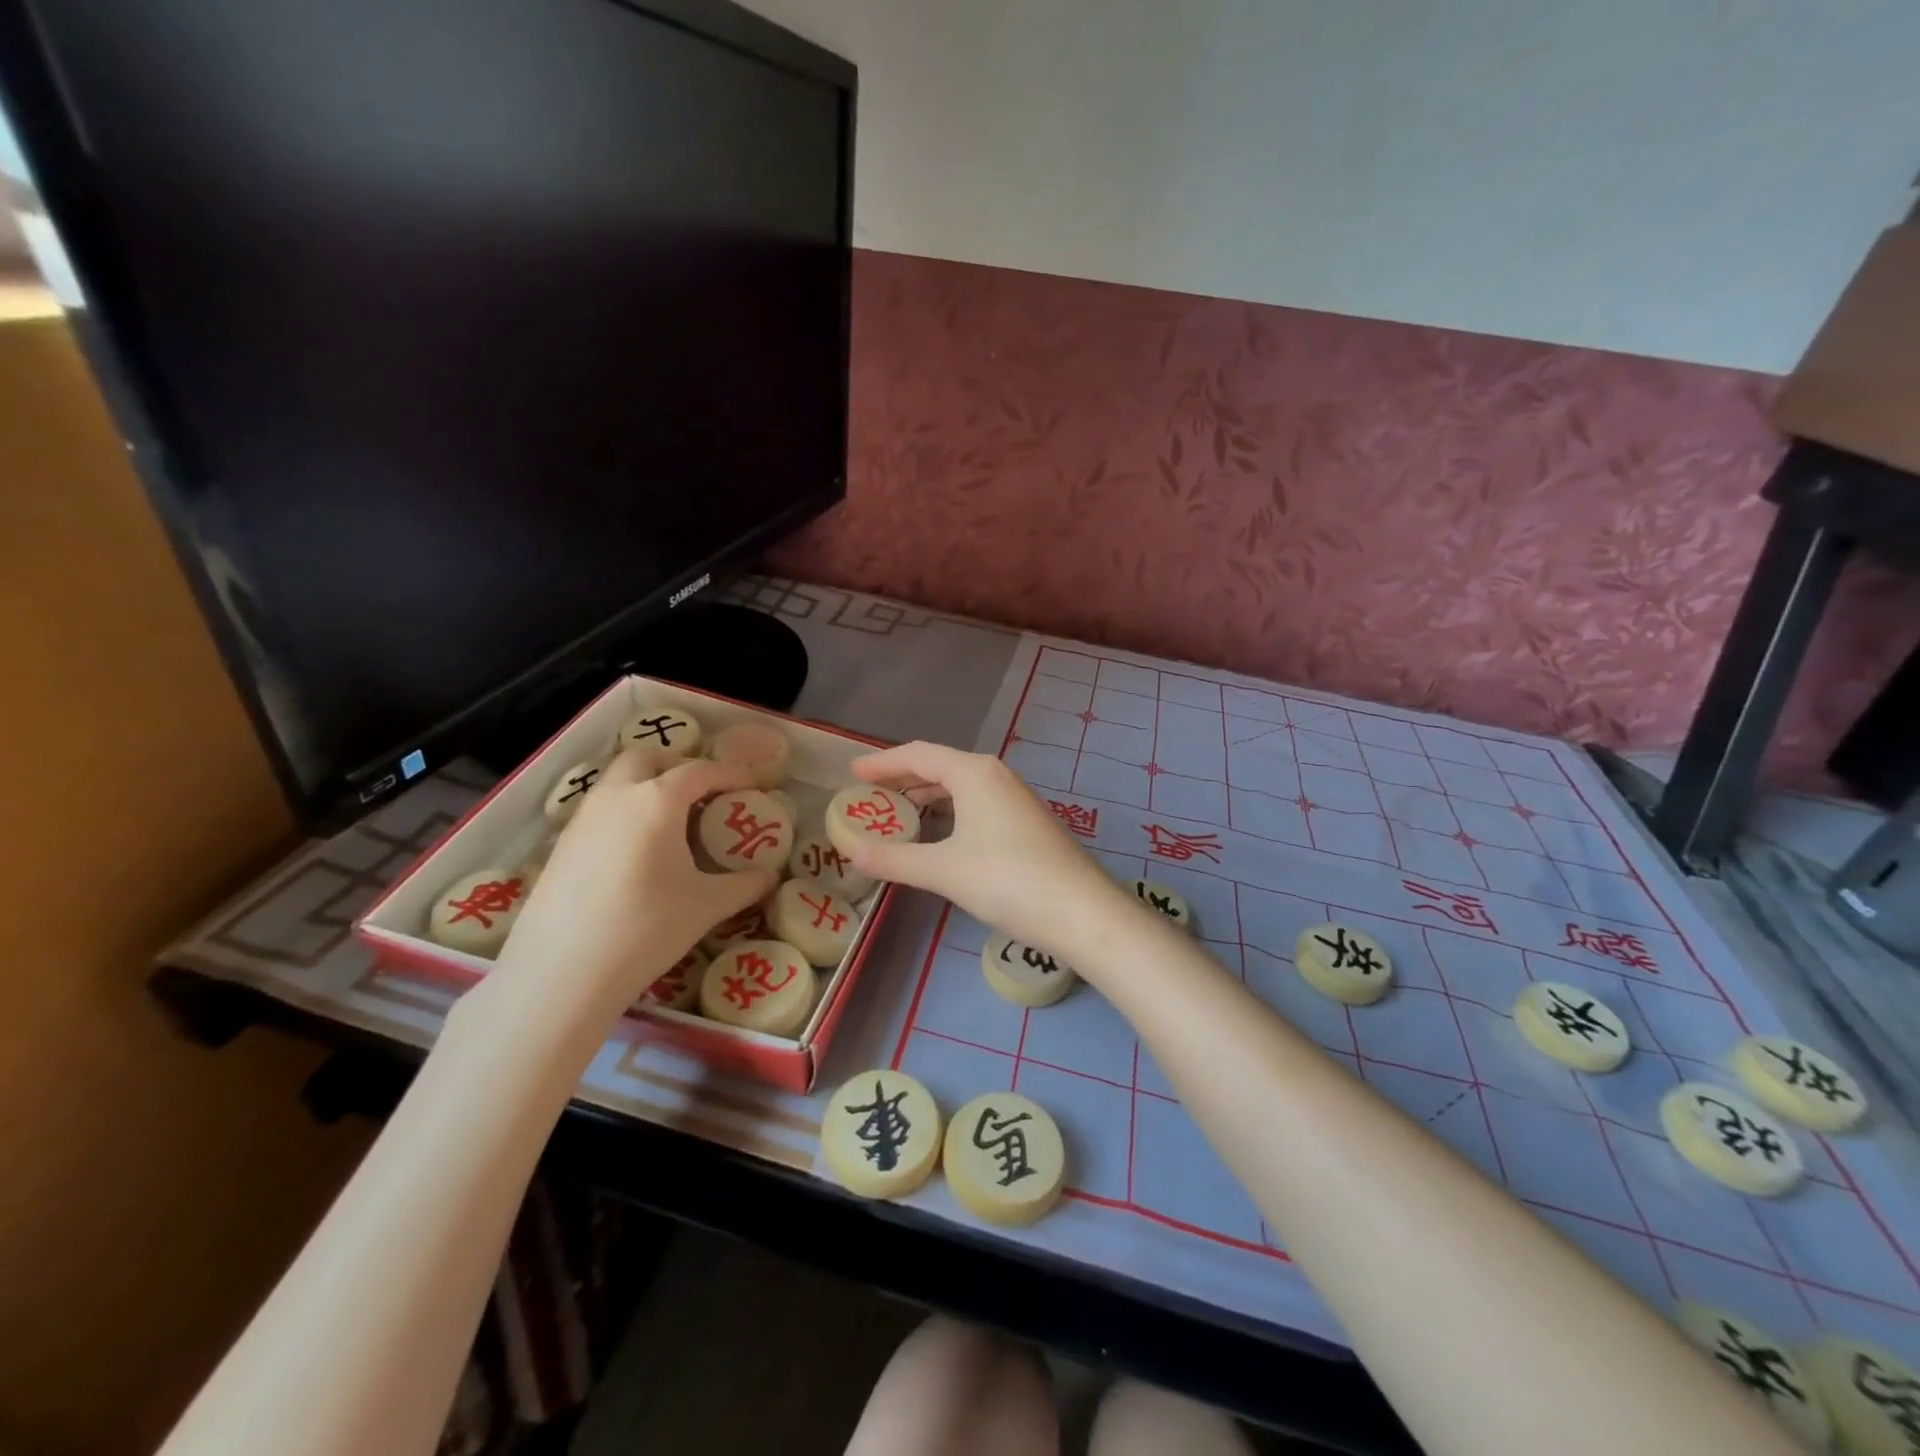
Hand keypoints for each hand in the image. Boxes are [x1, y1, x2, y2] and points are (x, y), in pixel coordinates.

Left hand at [493, 753, 774, 1023]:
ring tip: (673, 822)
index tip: (752, 785)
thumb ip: (744, 885)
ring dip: (647, 786)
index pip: (700, 771)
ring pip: (617, 781)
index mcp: (657, 801)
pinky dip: (625, 812)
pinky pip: (600, 810)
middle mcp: (616, 796)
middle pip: (647, 758)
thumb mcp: (707, 906)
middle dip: (678, 766)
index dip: (730, 774)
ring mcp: (582, 819)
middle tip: (704, 793)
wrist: (562, 973)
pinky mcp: (561, 845)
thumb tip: (769, 877)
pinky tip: (638, 852)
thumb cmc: (646, 928)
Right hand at [845, 741, 1128, 960]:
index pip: (918, 755)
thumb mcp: (943, 870)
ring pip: (960, 786)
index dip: (882, 762)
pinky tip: (940, 835)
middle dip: (903, 778)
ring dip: (927, 796)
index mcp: (974, 773)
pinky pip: (976, 803)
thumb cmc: (1008, 880)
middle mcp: (995, 776)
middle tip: (869, 795)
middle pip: (939, 766)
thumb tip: (853, 852)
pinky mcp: (1026, 822)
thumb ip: (895, 859)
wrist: (1082, 912)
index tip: (852, 773)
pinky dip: (949, 811)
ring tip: (897, 813)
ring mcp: (1015, 798)